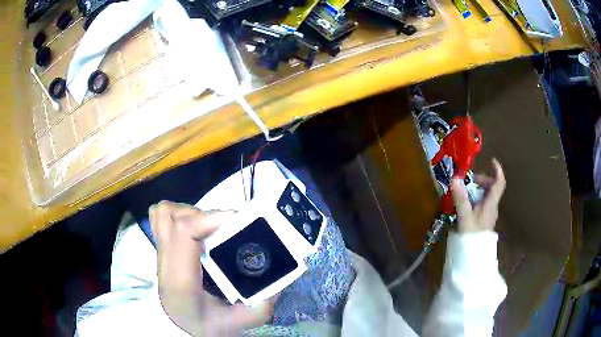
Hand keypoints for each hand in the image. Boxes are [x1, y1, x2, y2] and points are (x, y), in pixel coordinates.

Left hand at [150, 201, 275, 335]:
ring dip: (190, 213)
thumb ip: (261, 305)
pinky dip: (177, 213)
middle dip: (206, 216)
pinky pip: (160, 217)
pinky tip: (194, 227)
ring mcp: (160, 251)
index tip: (238, 220)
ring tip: (210, 228)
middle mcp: (166, 261)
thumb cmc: (206, 325)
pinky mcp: (161, 246)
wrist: (181, 325)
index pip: (185, 232)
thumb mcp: (238, 322)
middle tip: (227, 229)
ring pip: (165, 213)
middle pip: (175, 218)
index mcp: (181, 281)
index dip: (211, 218)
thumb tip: (279, 276)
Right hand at [451, 158, 505, 232]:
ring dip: (477, 190)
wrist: (474, 257)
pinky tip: (465, 205)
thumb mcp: (465, 216)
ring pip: (486, 196)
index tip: (492, 161)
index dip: (497, 171)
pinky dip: (474, 199)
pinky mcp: (483, 221)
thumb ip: (460, 198)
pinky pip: (481, 204)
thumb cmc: (473, 235)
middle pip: (491, 188)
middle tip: (469, 180)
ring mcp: (488, 214)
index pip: (499, 183)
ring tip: (464, 192)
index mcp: (491, 203)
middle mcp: (492, 206)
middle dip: (481, 180)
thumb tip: (455, 178)